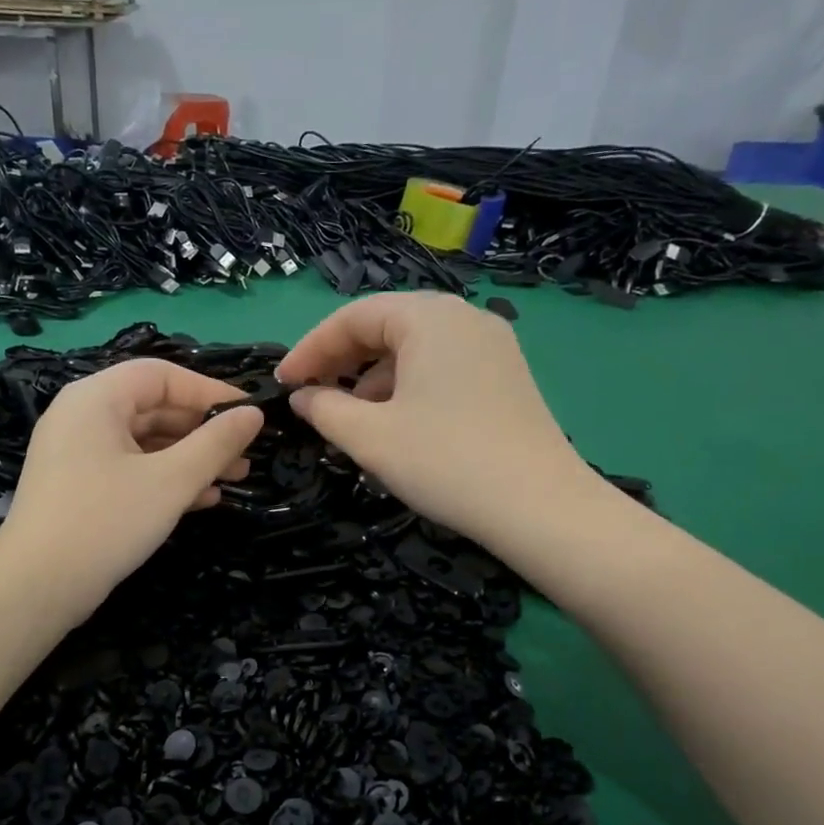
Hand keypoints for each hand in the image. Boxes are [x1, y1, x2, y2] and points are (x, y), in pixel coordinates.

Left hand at [0, 358, 264, 622]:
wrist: (36, 587)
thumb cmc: (106, 521)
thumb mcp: (170, 481)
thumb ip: (215, 443)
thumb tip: (254, 414)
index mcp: (96, 398)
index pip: (161, 375)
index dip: (210, 391)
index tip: (250, 414)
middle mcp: (82, 416)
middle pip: (153, 408)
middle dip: (203, 431)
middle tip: (245, 454)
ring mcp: (77, 454)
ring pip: (144, 443)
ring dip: (190, 458)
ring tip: (234, 478)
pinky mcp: (78, 487)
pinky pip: (129, 469)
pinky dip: (165, 478)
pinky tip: (202, 499)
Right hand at [276, 293, 603, 549]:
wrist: (539, 507)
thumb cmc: (444, 462)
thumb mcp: (370, 437)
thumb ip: (325, 410)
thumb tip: (304, 397)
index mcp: (429, 318)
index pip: (353, 317)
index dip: (310, 349)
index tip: (283, 384)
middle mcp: (463, 318)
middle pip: (386, 326)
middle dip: (342, 361)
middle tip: (312, 397)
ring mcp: (492, 346)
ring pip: (415, 349)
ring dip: (373, 378)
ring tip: (352, 420)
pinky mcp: (505, 377)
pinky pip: (442, 367)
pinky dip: (407, 387)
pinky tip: (396, 425)